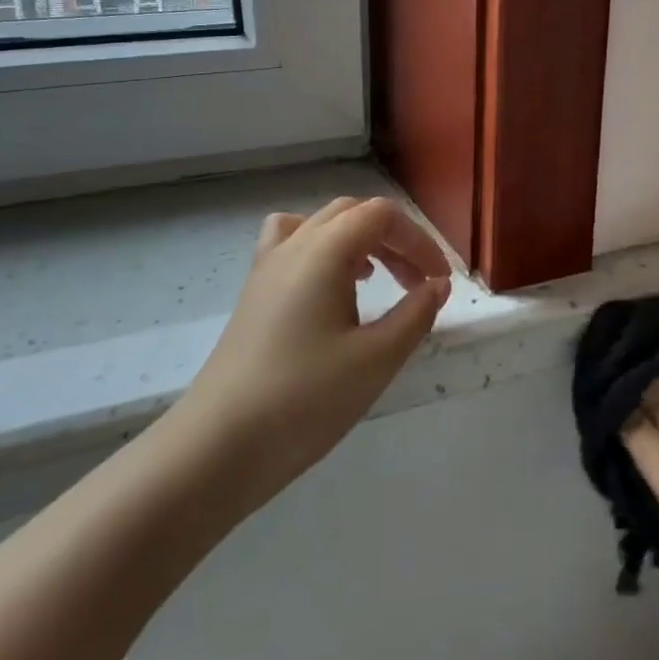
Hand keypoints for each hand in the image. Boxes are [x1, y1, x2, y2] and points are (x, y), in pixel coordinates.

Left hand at [161, 197, 451, 511]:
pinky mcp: (253, 294)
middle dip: (393, 239)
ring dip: (358, 241)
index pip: (382, 216)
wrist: (219, 445)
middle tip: (416, 282)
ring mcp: (267, 267)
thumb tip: (437, 285)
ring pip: (320, 225)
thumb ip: (415, 314)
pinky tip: (330, 292)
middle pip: (353, 213)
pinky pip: (291, 246)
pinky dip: (321, 252)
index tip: (440, 281)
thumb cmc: (305, 398)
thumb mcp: (377, 359)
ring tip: (377, 279)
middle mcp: (293, 245)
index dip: (419, 240)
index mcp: (325, 250)